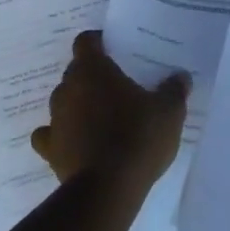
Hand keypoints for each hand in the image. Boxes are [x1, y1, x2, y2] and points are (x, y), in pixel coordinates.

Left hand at [31, 31, 188, 192]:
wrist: (108, 189)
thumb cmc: (138, 137)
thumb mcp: (169, 111)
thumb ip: (174, 89)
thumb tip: (180, 76)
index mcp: (92, 70)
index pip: (86, 41)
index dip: (99, 42)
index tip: (116, 50)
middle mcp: (67, 89)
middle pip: (75, 72)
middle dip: (93, 76)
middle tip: (119, 86)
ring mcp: (55, 120)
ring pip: (64, 102)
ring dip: (79, 105)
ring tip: (102, 117)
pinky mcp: (50, 150)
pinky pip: (50, 135)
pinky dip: (61, 135)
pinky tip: (77, 142)